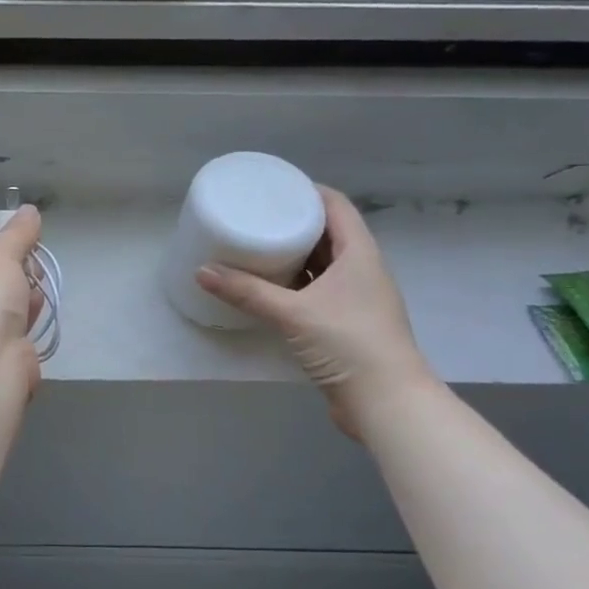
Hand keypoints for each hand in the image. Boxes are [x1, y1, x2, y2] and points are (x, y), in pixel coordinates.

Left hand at [0, 205, 45, 393]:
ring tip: (40, 278)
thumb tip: (29, 210)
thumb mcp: (0, 256)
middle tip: (33, 256)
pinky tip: (40, 304)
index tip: (20, 230)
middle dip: (12, 265)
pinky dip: (27, 315)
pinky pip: (13, 326)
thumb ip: (17, 234)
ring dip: (22, 290)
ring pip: (0, 303)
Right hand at [196, 187, 436, 438]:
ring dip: (295, 256)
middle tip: (257, 216)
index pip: (337, 206)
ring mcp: (357, 299)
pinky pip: (318, 291)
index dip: (308, 191)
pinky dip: (296, 285)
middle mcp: (362, 270)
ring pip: (323, 265)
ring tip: (258, 247)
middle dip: (295, 223)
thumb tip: (202, 271)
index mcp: (359, 253)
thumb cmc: (347, 342)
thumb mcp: (292, 313)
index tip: (274, 187)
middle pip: (329, 233)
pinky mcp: (347, 324)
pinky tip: (270, 289)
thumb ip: (246, 291)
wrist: (386, 402)